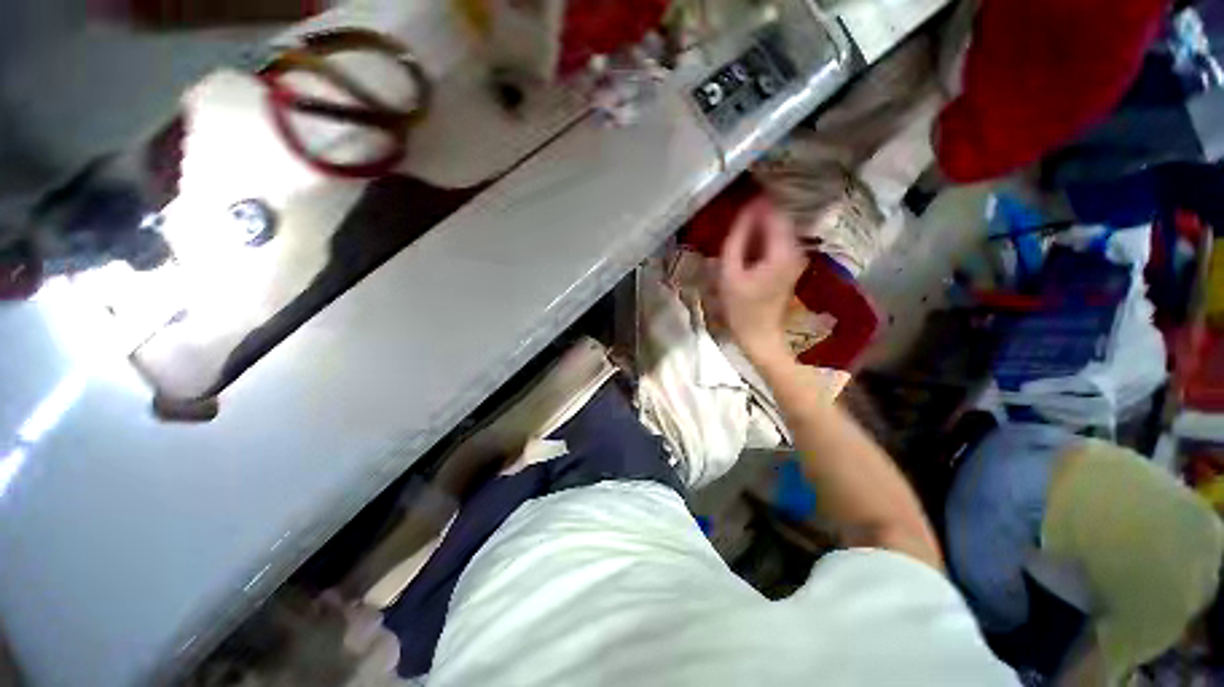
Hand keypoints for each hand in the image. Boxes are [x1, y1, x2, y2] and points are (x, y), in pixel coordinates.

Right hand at [717, 198, 806, 365]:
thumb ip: (737, 239)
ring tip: (738, 227)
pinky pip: (779, 240)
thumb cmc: (740, 308)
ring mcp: (796, 257)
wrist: (759, 334)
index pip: (774, 213)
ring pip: (780, 229)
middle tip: (735, 213)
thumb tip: (744, 211)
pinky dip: (764, 236)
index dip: (757, 202)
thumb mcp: (729, 273)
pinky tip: (747, 243)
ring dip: (760, 224)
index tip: (739, 197)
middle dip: (759, 212)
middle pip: (780, 218)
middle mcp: (796, 250)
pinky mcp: (792, 264)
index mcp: (781, 251)